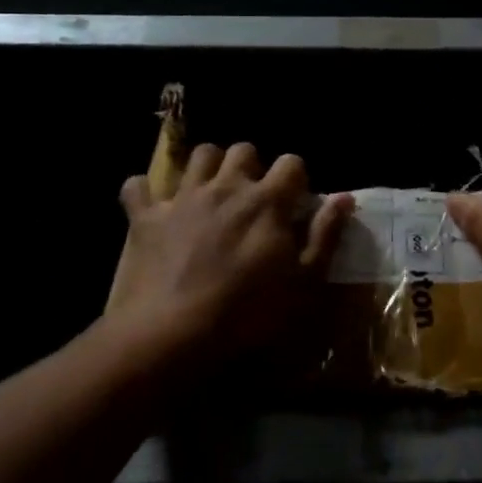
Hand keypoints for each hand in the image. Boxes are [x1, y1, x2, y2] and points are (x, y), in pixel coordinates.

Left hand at [114, 142, 352, 363]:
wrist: (172, 332)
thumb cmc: (248, 312)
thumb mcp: (304, 282)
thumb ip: (325, 235)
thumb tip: (344, 198)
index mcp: (266, 201)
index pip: (291, 163)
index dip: (296, 178)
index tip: (295, 202)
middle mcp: (225, 187)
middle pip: (243, 150)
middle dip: (251, 166)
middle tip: (253, 195)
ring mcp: (182, 198)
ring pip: (198, 155)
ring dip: (207, 167)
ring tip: (211, 191)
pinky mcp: (145, 217)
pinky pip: (137, 187)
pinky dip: (145, 192)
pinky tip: (153, 206)